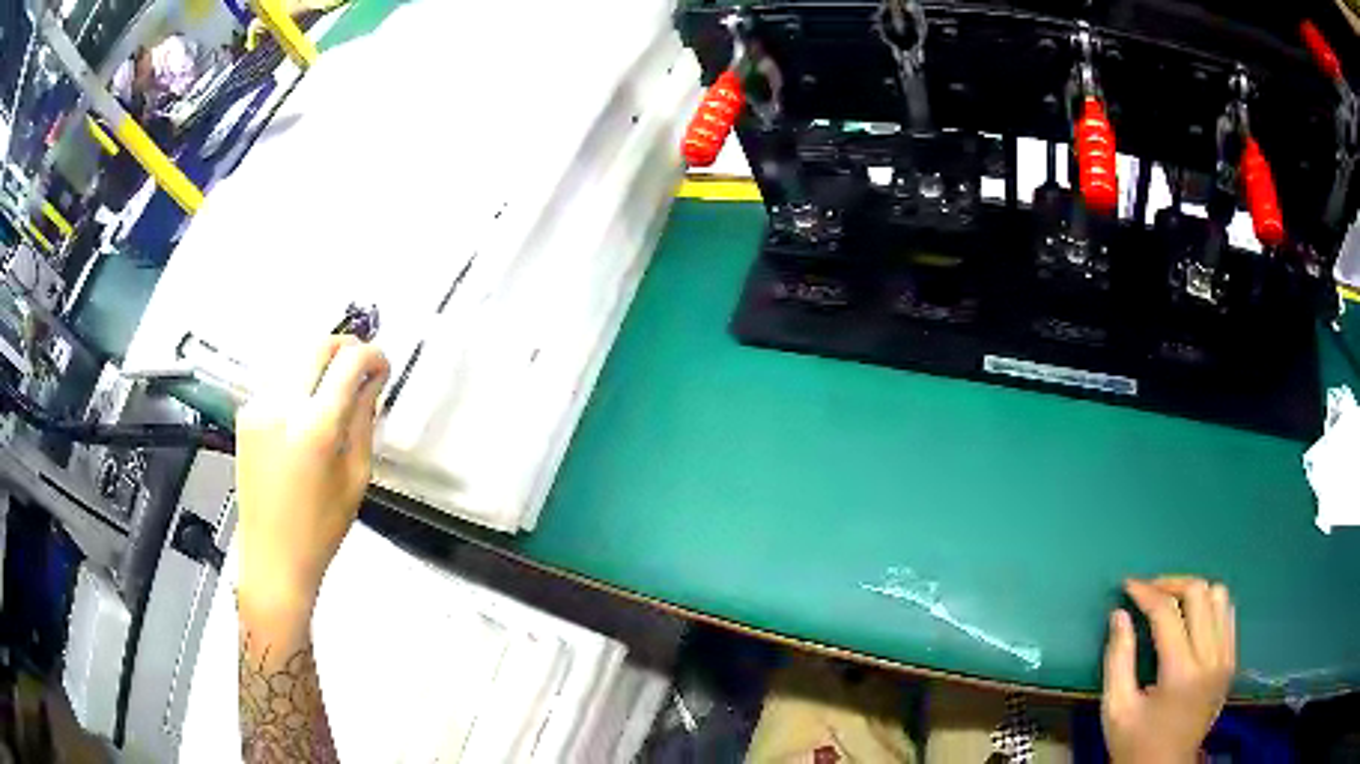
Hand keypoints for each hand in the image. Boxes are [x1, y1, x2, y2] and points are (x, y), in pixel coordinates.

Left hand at [235, 336, 389, 623]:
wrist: (273, 557)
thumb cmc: (321, 529)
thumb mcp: (356, 477)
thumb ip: (364, 420)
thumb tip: (372, 382)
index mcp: (316, 427)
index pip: (349, 362)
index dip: (373, 356)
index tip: (382, 367)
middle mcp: (282, 406)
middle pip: (318, 344)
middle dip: (346, 348)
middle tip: (362, 367)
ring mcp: (258, 407)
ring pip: (296, 357)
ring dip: (320, 363)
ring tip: (335, 389)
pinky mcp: (246, 414)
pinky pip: (278, 380)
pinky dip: (298, 381)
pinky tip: (306, 409)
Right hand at [1102, 577, 1236, 763]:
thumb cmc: (1135, 745)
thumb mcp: (1116, 710)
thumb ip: (1117, 660)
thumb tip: (1119, 614)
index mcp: (1180, 674)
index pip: (1167, 613)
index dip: (1146, 593)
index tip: (1128, 585)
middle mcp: (1210, 659)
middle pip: (1199, 593)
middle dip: (1171, 584)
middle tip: (1149, 592)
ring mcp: (1226, 658)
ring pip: (1219, 596)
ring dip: (1194, 592)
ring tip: (1172, 603)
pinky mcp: (1232, 661)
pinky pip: (1228, 615)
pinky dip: (1210, 607)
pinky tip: (1193, 620)